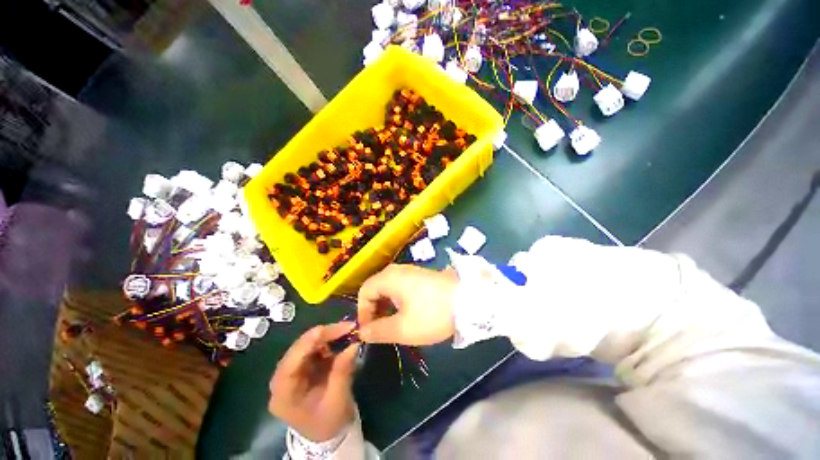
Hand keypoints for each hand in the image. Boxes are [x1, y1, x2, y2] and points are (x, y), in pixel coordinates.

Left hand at [268, 323, 358, 441]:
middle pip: (298, 350)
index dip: (307, 344)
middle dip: (323, 336)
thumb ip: (343, 371)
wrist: (326, 434)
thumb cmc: (329, 422)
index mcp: (283, 395)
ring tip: (347, 332)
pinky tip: (340, 340)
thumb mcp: (338, 399)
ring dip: (327, 337)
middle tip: (347, 327)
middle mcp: (282, 380)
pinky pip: (313, 348)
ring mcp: (292, 371)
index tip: (327, 329)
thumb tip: (354, 344)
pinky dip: (328, 342)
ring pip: (306, 345)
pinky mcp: (302, 367)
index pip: (290, 364)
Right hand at [357, 264, 458, 345]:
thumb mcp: (404, 328)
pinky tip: (406, 312)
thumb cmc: (433, 313)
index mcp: (389, 278)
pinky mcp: (421, 275)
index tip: (369, 331)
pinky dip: (397, 299)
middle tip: (380, 329)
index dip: (363, 312)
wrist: (469, 298)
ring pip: (388, 287)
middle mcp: (397, 270)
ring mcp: (410, 271)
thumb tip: (362, 333)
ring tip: (392, 323)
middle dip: (374, 309)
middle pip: (375, 287)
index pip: (364, 291)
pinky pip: (400, 285)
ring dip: (385, 305)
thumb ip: (379, 331)